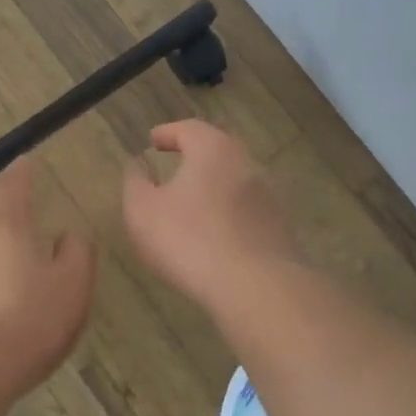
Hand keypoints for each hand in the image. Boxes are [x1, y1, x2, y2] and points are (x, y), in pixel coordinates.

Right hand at [123, 120, 301, 307]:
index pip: (189, 129)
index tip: (153, 141)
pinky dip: (229, 214)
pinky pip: (247, 212)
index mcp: (213, 149)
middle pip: (219, 150)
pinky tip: (216, 234)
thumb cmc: (189, 239)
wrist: (254, 286)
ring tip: (194, 202)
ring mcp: (268, 197)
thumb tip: (138, 166)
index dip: (168, 133)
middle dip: (197, 155)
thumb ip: (136, 183)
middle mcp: (246, 164)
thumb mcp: (143, 211)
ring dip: (215, 186)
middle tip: (177, 164)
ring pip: (236, 181)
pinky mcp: (279, 228)